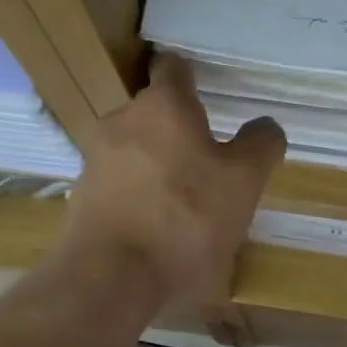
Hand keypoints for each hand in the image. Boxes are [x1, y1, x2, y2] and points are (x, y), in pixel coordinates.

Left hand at [63, 56, 286, 307]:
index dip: (192, 78)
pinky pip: (119, 187)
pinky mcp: (82, 199)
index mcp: (163, 106)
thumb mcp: (244, 183)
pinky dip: (139, 198)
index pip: (175, 69)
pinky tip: (158, 231)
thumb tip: (264, 127)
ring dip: (157, 167)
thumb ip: (259, 146)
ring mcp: (95, 161)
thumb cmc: (186, 219)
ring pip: (134, 152)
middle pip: (153, 115)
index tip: (207, 93)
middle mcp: (121, 122)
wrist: (112, 277)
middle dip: (178, 131)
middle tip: (207, 161)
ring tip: (185, 203)